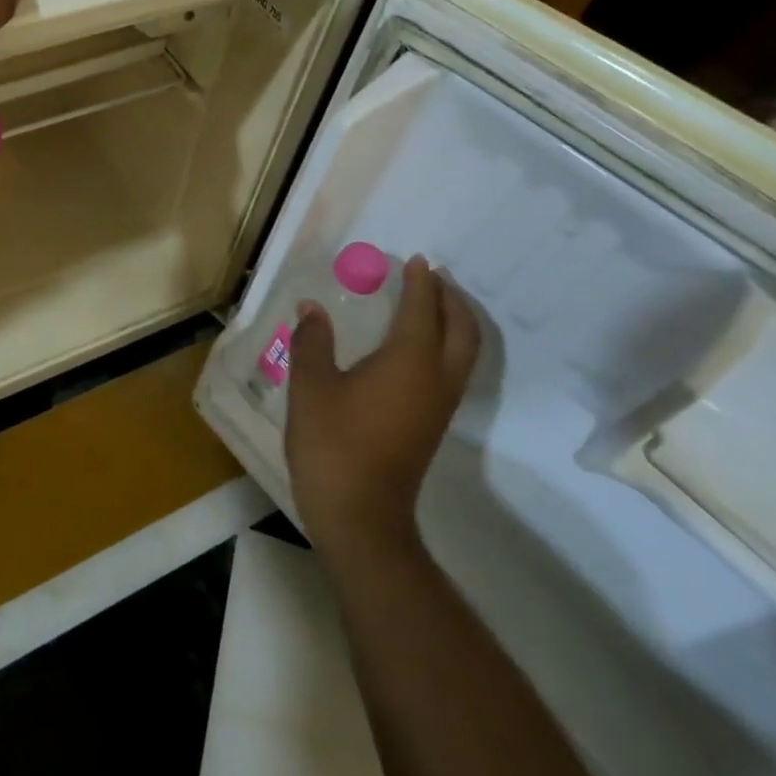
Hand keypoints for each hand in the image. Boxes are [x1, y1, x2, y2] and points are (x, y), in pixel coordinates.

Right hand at [285, 256, 480, 566]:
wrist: (360, 514)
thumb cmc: (333, 443)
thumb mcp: (310, 386)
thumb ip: (312, 341)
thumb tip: (312, 309)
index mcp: (410, 361)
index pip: (423, 309)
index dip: (421, 282)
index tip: (417, 260)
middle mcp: (436, 379)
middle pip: (462, 329)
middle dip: (451, 299)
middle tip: (432, 278)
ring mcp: (439, 405)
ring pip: (464, 352)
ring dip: (454, 322)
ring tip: (431, 305)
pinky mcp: (432, 424)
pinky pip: (453, 370)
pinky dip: (446, 346)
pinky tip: (417, 348)